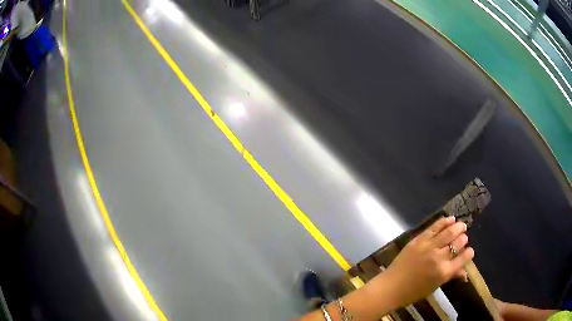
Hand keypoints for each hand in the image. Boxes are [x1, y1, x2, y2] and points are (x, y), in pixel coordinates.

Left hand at [380, 216, 473, 306]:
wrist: (390, 287)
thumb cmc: (413, 292)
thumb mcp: (435, 286)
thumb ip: (451, 276)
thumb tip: (466, 273)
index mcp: (444, 272)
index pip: (463, 259)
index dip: (469, 253)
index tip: (470, 250)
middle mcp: (439, 258)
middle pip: (457, 243)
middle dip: (463, 239)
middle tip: (464, 236)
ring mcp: (428, 247)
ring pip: (448, 232)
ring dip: (457, 227)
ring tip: (461, 225)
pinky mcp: (418, 240)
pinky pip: (433, 228)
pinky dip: (443, 222)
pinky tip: (450, 219)